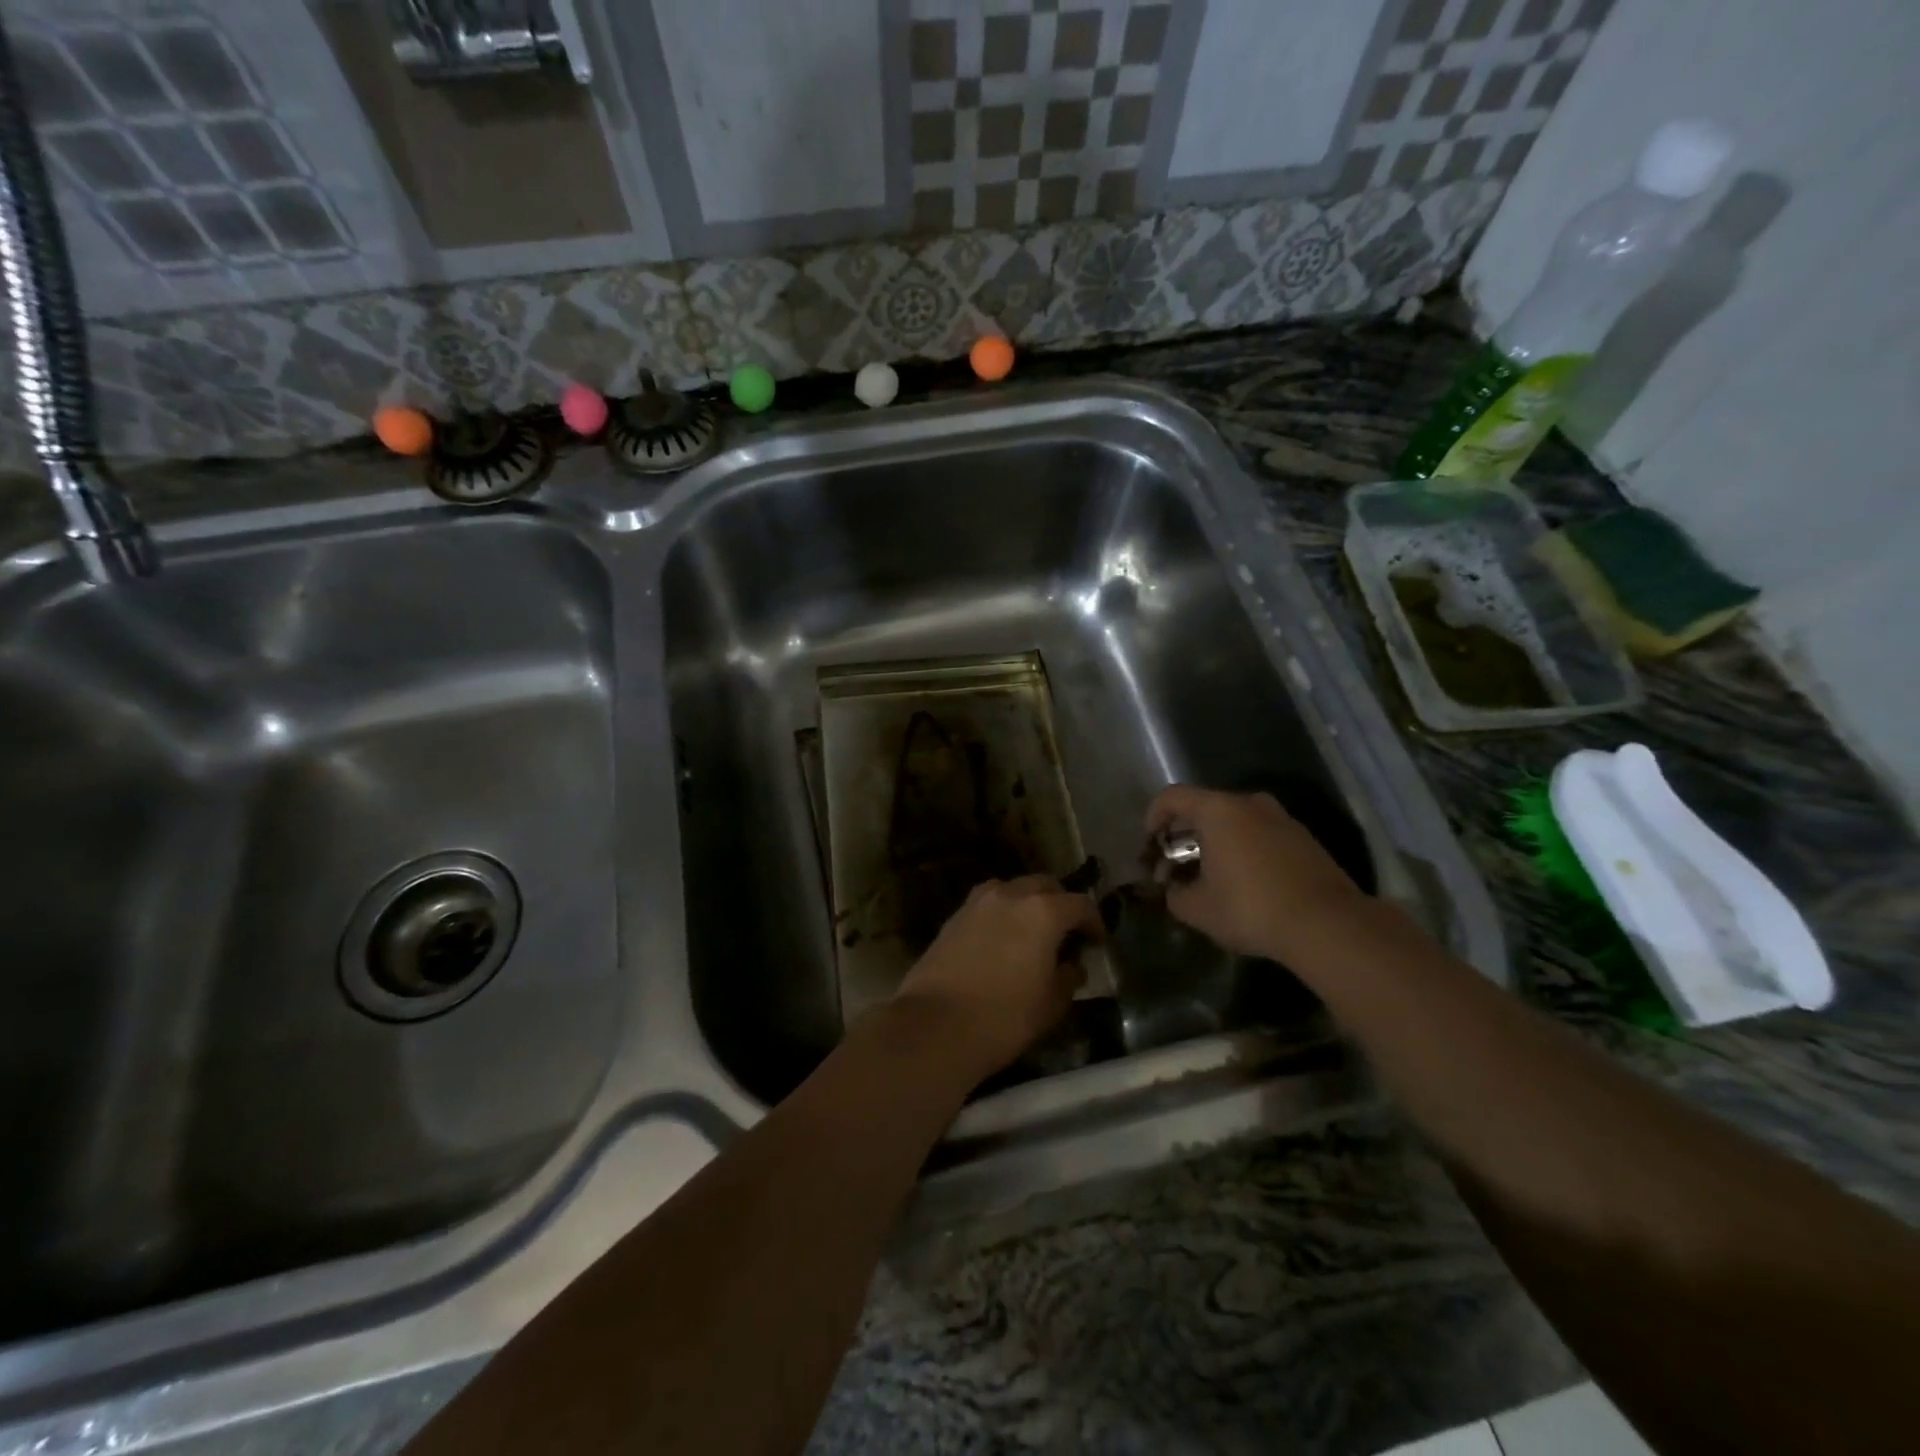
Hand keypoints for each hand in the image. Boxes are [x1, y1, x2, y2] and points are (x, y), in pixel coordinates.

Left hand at [891, 876, 1100, 1081]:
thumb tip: (1073, 966)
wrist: (935, 1025)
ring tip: (1031, 932)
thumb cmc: (1004, 1017)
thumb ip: (1068, 978)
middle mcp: (1010, 895)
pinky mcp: (954, 917)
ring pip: (1012, 889)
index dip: (1094, 922)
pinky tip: (1001, 940)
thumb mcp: (1051, 1005)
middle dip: (1060, 903)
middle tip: (1066, 932)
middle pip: (1044, 885)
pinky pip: (987, 903)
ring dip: (1027, 903)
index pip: (1080, 904)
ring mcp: (977, 902)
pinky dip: (1001, 913)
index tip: (1097, 942)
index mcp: (1043, 912)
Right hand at [1145, 785, 1363, 962]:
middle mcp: (1250, 804)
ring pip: (1236, 821)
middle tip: (1176, 863)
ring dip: (1216, 842)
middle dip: (1185, 833)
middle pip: (1205, 807)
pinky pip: (1260, 835)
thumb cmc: (1250, 908)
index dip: (1153, 816)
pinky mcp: (1304, 840)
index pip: (1173, 796)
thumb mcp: (1197, 908)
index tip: (1150, 842)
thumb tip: (1173, 889)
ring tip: (1209, 875)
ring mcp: (1282, 819)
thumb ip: (1174, 894)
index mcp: (1218, 810)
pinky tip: (1243, 883)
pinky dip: (1244, 849)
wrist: (1327, 925)